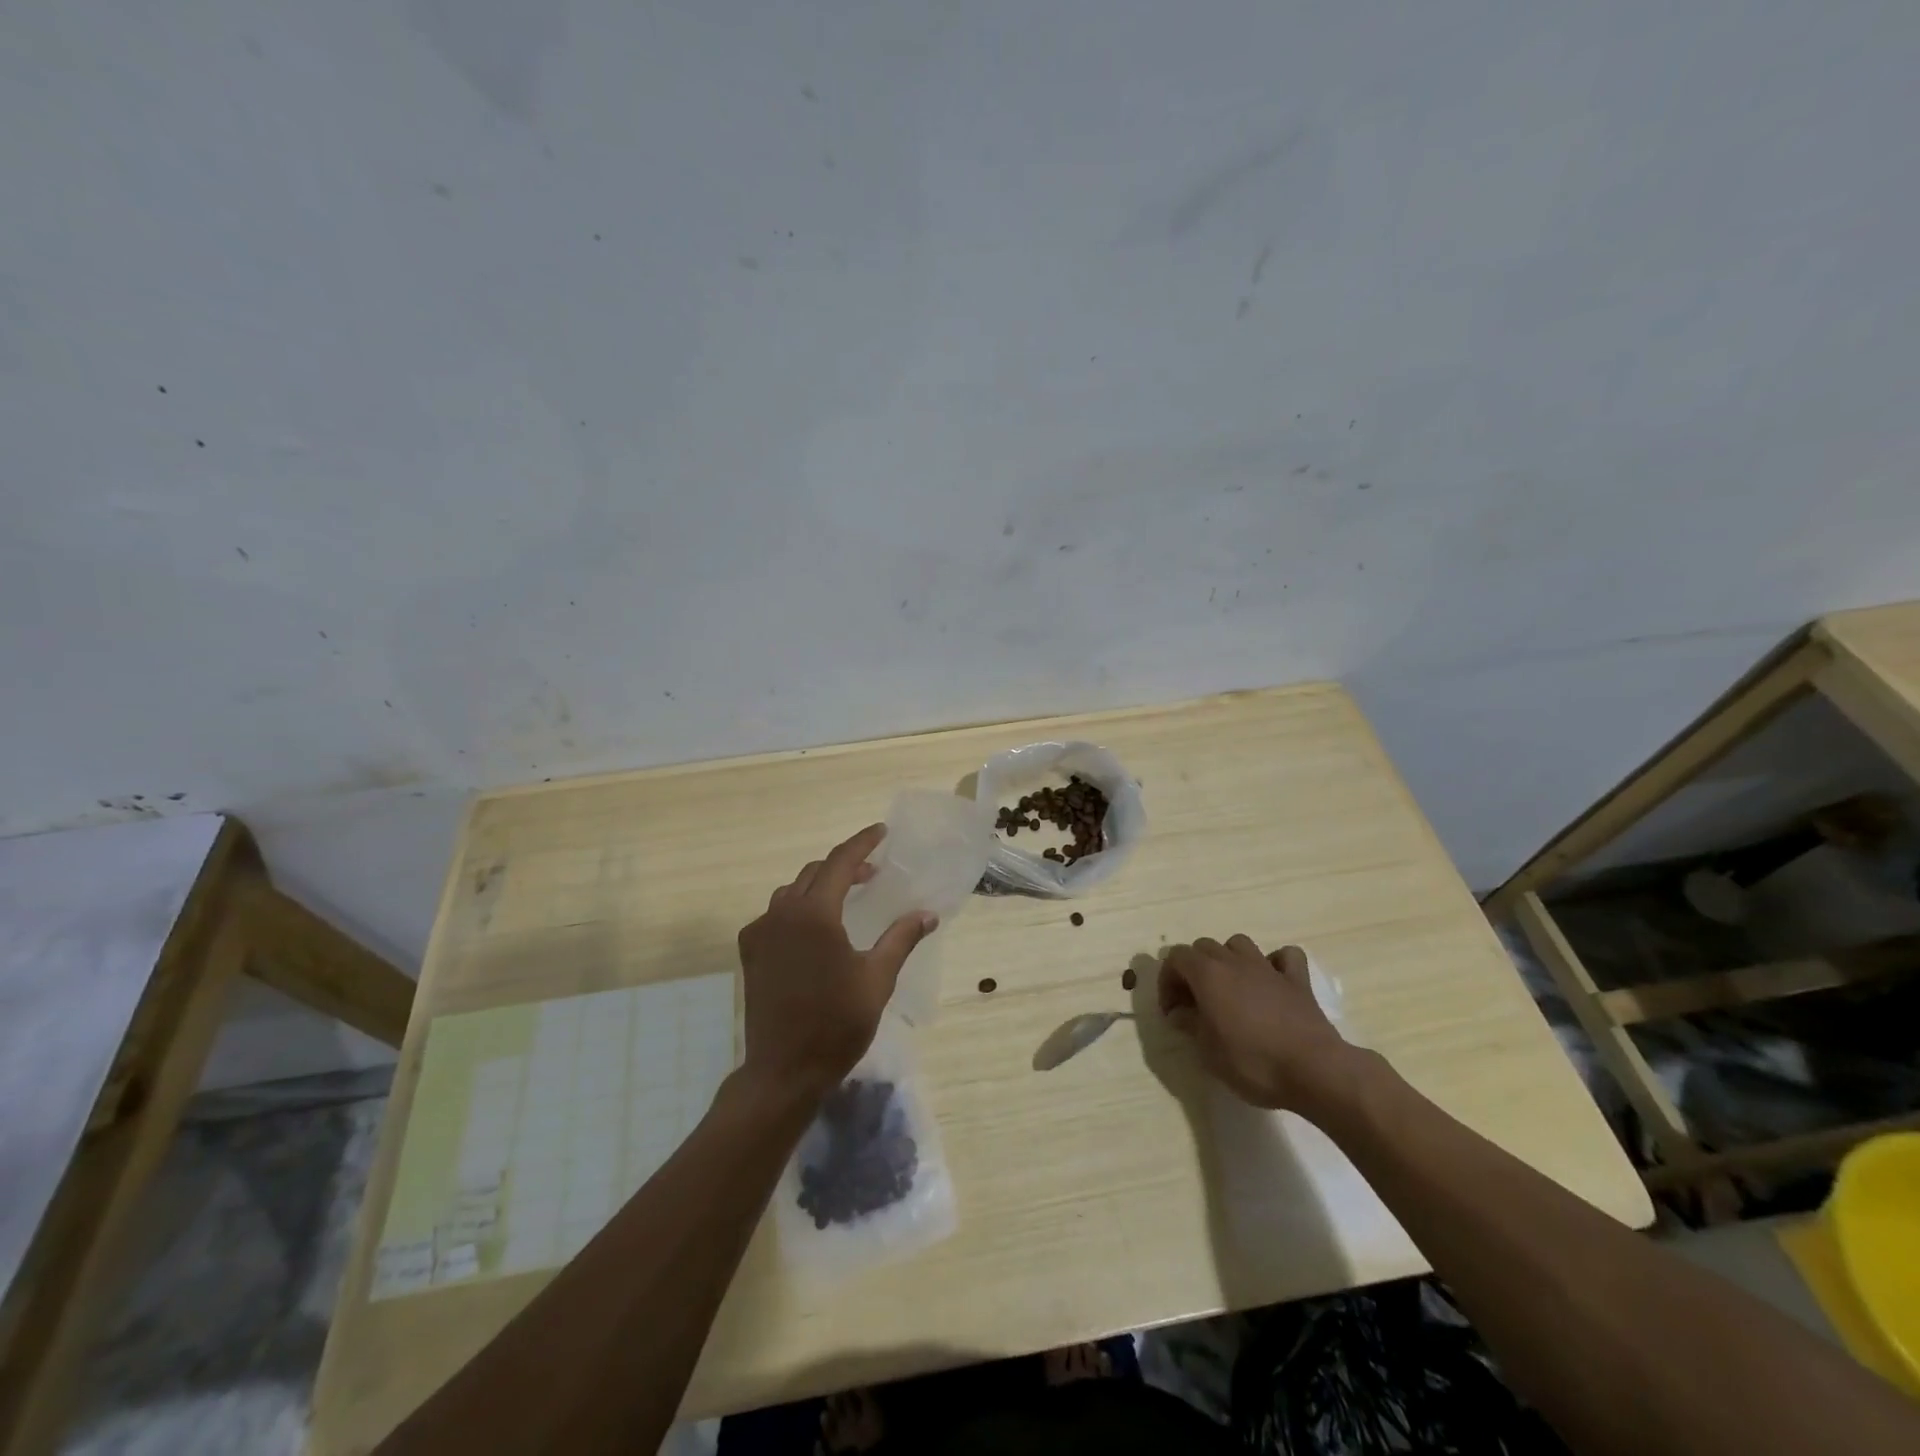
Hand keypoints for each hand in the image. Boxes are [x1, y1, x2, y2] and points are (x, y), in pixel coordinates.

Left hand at [736, 824, 935, 1103]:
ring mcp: (760, 932)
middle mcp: (782, 913)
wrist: (783, 1070)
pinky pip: (776, 914)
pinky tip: (815, 929)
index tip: (882, 832)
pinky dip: (798, 908)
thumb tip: (928, 914)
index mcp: (815, 914)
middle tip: (872, 872)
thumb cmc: (836, 1023)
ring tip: (846, 897)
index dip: (862, 843)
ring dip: (820, 885)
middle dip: (844, 865)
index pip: (840, 862)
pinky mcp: (750, 952)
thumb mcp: (877, 979)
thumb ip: (901, 938)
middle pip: (815, 872)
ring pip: (792, 891)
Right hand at [1158, 935, 1359, 1114]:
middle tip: (1195, 1002)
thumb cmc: (1253, 1062)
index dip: (1167, 981)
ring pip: (1239, 944)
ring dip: (1229, 959)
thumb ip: (1190, 1025)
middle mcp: (1235, 962)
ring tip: (1230, 988)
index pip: (1176, 958)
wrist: (1313, 1070)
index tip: (1172, 1012)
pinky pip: (1285, 956)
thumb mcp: (1208, 1052)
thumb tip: (1179, 1013)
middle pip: (1204, 947)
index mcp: (1208, 974)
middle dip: (1193, 969)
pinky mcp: (1298, 980)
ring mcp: (1268, 968)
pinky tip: (1272, 982)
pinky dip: (1275, 963)